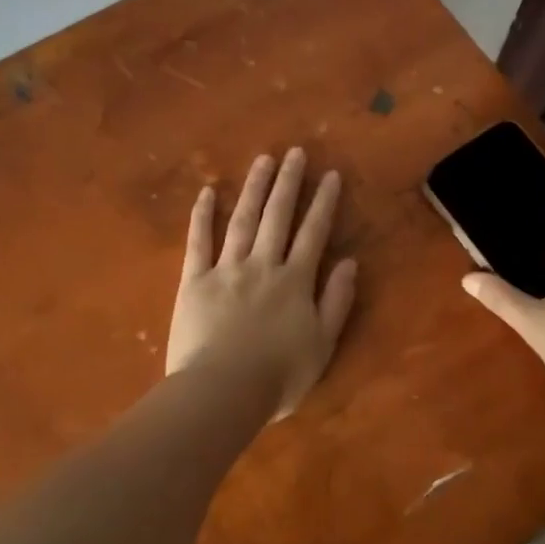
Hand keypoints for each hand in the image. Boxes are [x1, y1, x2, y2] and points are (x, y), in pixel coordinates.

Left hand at [167, 148, 358, 419]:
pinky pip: (198, 242)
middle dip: (289, 182)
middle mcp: (263, 265)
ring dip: (254, 188)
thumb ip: (336, 301)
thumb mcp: (322, 344)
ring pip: (242, 220)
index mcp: (295, 281)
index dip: (323, 203)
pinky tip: (206, 191)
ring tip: (263, 160)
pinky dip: (202, 215)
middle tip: (295, 152)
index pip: (313, 233)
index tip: (330, 175)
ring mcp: (226, 269)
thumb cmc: (278, 376)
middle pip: (277, 216)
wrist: (222, 391)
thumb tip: (350, 262)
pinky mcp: (194, 281)